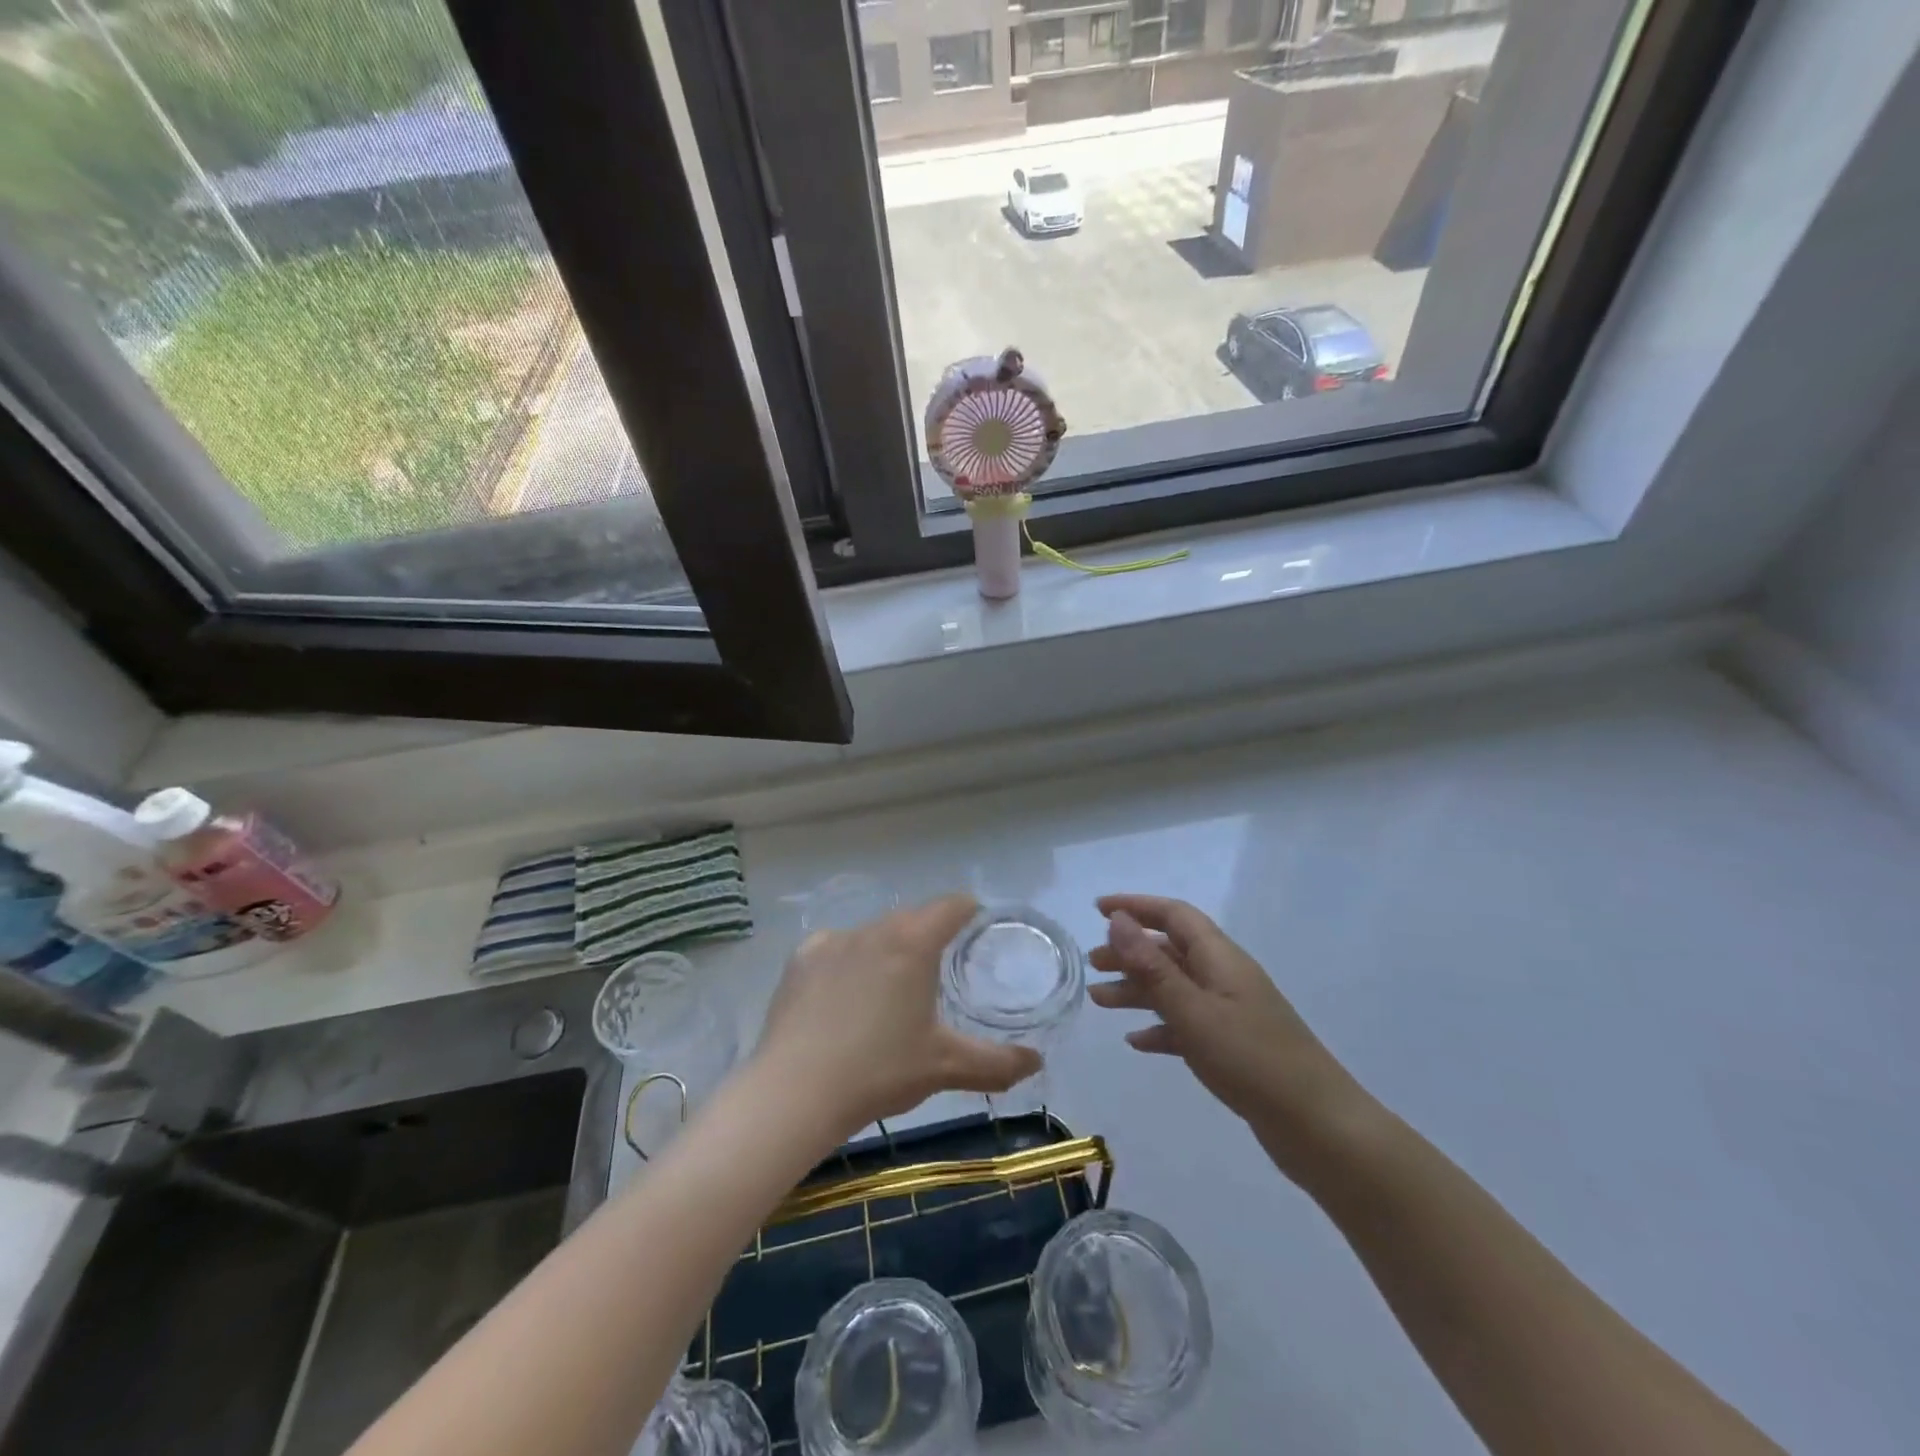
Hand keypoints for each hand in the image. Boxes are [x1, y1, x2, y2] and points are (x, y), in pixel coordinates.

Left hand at [755, 894, 1042, 1140]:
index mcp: (913, 942)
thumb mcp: (944, 1066)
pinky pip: (835, 948)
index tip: (977, 927)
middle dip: (929, 936)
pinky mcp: (800, 959)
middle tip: (938, 971)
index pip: (951, 905)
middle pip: (911, 918)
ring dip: (888, 950)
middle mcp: (873, 929)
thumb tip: (1036, 1062)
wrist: (795, 1092)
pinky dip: (848, 962)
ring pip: (873, 933)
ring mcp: (832, 941)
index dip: (969, 911)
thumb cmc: (880, 1070)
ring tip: (890, 990)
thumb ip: (996, 1062)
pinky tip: (844, 997)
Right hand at [1089, 894, 1373, 1179]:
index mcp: (1220, 958)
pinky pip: (1187, 1023)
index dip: (1136, 906)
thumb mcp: (1192, 1010)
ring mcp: (1231, 1012)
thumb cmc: (1251, 1060)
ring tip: (1099, 1001)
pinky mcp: (1233, 1046)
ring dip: (1137, 989)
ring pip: (1175, 987)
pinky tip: (1136, 1043)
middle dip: (1129, 951)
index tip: (1098, 909)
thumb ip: (1152, 966)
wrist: (1318, 1128)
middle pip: (1171, 950)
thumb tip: (1118, 920)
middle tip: (1091, 965)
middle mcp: (1225, 976)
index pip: (1174, 915)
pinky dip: (1159, 1027)